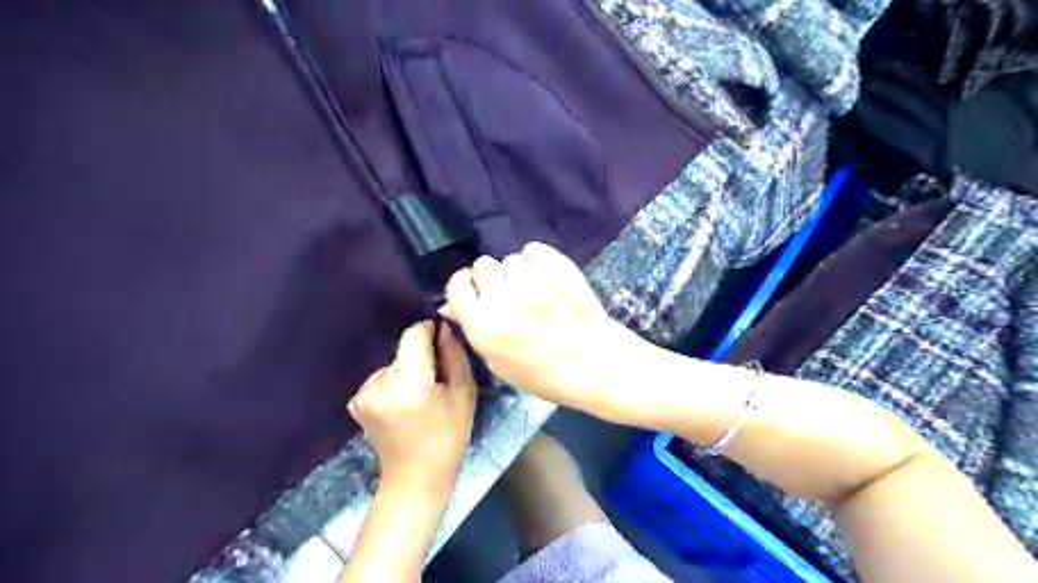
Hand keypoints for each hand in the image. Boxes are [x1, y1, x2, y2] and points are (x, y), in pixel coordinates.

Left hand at [349, 321, 478, 494]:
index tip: (442, 339)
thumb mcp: (464, 394)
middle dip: (422, 357)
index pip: (413, 335)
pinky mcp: (356, 401)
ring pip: (393, 363)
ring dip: (409, 371)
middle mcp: (379, 385)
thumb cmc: (449, 436)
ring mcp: (362, 394)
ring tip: (421, 397)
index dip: (429, 331)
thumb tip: (443, 328)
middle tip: (438, 381)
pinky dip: (395, 383)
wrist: (415, 478)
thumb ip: (455, 355)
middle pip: (404, 350)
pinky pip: (382, 377)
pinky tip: (404, 405)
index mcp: (409, 385)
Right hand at [444, 245, 645, 417]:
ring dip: (516, 273)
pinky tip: (547, 279)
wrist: (595, 364)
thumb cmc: (545, 374)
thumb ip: (474, 330)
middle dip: (490, 279)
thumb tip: (452, 305)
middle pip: (482, 266)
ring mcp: (531, 279)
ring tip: (534, 292)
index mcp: (483, 326)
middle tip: (508, 296)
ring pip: (509, 259)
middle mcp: (502, 297)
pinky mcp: (556, 266)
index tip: (476, 293)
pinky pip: (533, 250)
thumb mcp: (499, 364)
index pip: (457, 285)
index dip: (465, 287)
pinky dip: (536, 261)